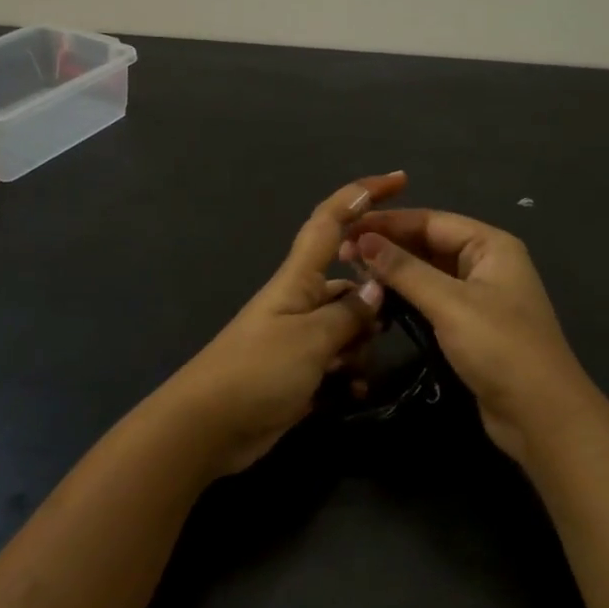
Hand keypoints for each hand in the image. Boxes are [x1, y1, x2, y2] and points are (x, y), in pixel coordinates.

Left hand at [170, 173, 406, 473]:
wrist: (208, 427)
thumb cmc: (257, 371)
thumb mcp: (312, 339)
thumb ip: (350, 313)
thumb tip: (378, 288)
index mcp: (298, 278)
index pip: (331, 221)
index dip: (362, 195)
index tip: (400, 180)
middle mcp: (300, 301)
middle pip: (350, 282)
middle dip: (375, 299)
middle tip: (394, 321)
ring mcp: (299, 337)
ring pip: (348, 326)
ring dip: (361, 346)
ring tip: (354, 370)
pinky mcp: (299, 370)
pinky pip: (337, 363)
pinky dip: (348, 376)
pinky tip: (350, 394)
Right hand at [343, 209, 594, 463]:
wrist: (541, 415)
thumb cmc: (500, 348)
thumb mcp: (450, 304)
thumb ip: (405, 270)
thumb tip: (363, 241)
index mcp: (490, 245)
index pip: (431, 220)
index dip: (387, 223)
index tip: (346, 228)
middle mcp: (486, 263)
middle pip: (429, 243)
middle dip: (388, 246)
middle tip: (342, 254)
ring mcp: (478, 296)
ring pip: (427, 272)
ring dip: (393, 271)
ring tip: (352, 272)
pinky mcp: (469, 325)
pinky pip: (432, 298)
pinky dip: (406, 296)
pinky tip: (377, 298)